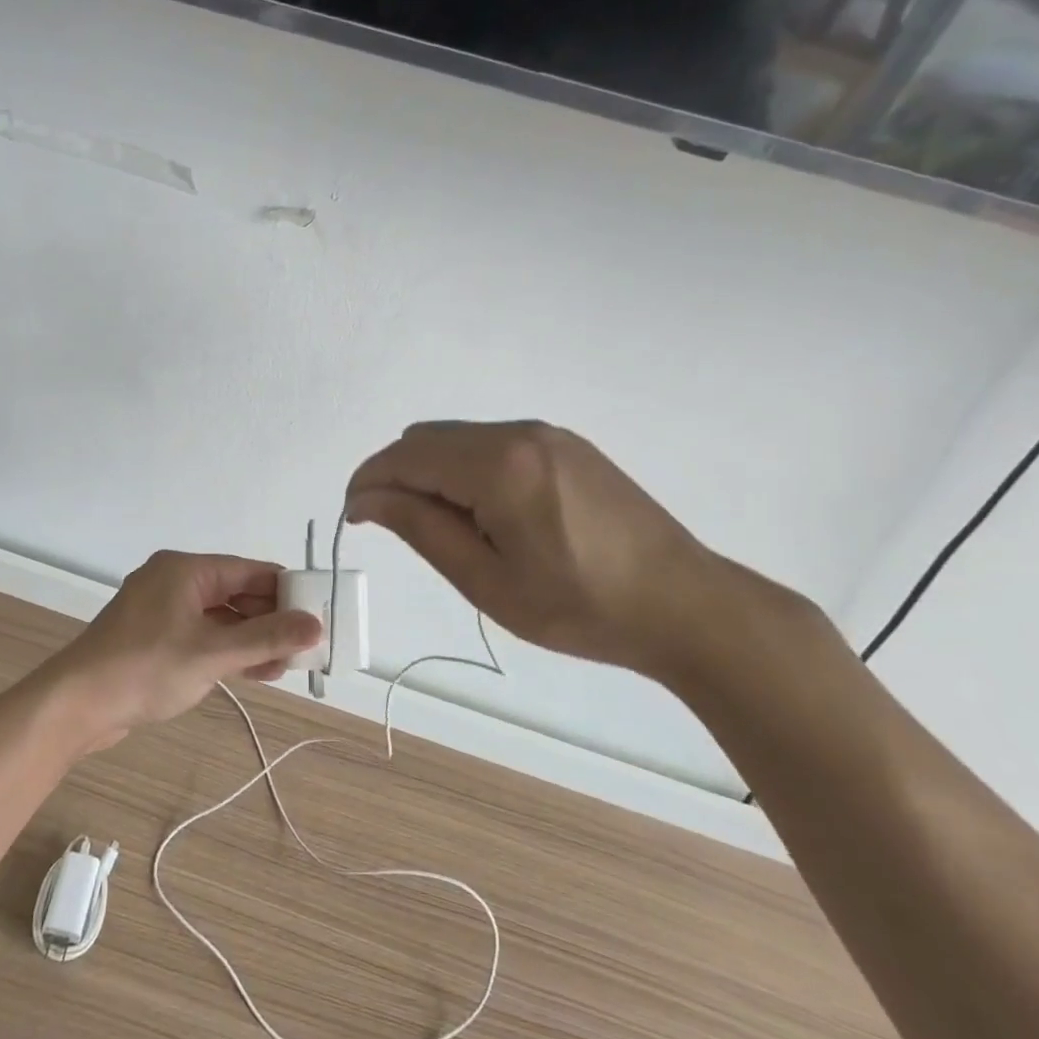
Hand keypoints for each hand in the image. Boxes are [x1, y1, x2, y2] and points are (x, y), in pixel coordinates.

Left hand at [42, 551, 323, 751]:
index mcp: (186, 570)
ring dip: (252, 639)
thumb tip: (315, 626)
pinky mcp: (155, 638)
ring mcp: (162, 611)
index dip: (286, 591)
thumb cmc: (145, 668)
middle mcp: (175, 582)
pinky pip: (202, 635)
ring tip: (287, 664)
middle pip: (236, 593)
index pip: (250, 571)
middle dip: (271, 619)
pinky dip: (228, 650)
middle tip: (305, 646)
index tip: (318, 613)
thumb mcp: (212, 653)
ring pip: (221, 617)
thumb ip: (266, 638)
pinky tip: (256, 670)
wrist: (76, 705)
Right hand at [346, 421, 762, 684]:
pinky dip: (466, 468)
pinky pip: (491, 442)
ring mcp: (546, 433)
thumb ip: (420, 528)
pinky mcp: (565, 444)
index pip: (406, 457)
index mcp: (499, 465)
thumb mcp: (487, 580)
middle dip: (397, 476)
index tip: (354, 519)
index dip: (368, 483)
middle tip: (400, 530)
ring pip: (457, 437)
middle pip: (426, 438)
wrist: (683, 604)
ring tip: (447, 528)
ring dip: (432, 472)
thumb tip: (366, 498)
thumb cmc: (579, 606)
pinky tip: (487, 512)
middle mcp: (519, 432)